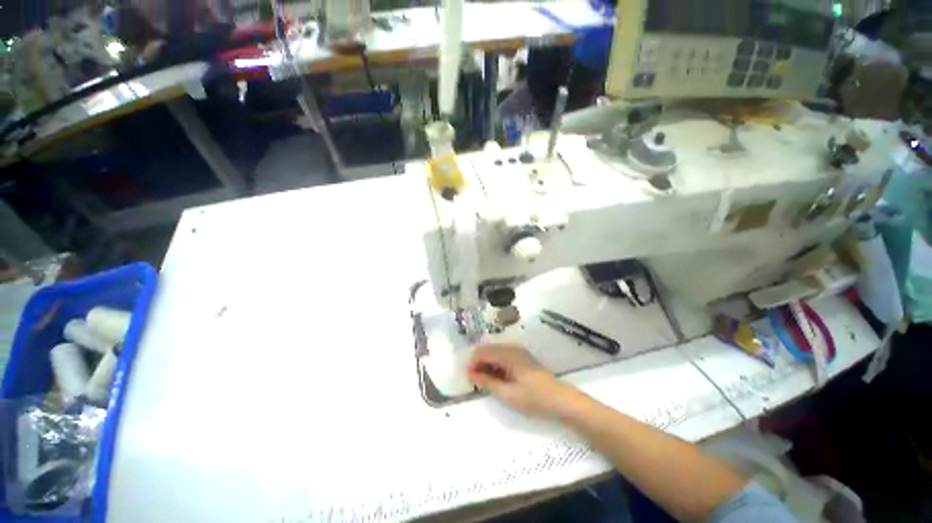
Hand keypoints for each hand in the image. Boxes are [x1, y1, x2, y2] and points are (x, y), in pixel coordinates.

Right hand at [467, 344, 569, 417]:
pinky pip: (502, 356)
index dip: (472, 363)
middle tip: (474, 381)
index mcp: (507, 354)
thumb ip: (487, 382)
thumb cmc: (533, 398)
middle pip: (487, 350)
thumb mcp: (507, 394)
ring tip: (484, 382)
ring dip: (486, 365)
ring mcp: (518, 352)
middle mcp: (511, 348)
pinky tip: (496, 379)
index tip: (467, 378)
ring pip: (494, 353)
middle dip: (478, 363)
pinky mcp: (522, 358)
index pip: (482, 352)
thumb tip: (470, 374)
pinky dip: (495, 365)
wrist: (560, 400)